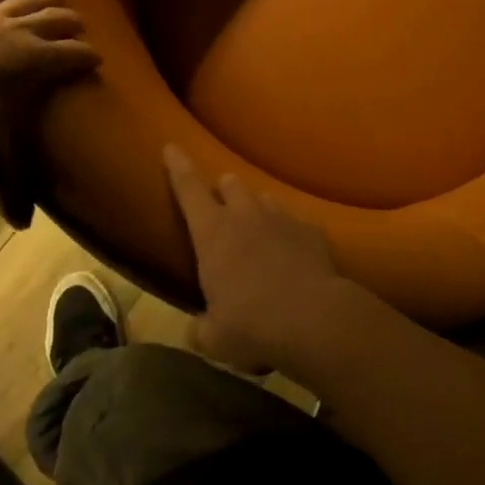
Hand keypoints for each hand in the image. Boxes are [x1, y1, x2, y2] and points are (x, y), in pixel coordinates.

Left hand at [0, 0, 98, 224]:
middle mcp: (17, 33)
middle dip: (71, 25)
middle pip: (54, 22)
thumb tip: (23, 227)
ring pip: (27, 0)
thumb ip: (9, 188)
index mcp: (33, 62)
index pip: (70, 56)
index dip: (86, 57)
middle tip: (82, 28)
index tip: (97, 60)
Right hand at [163, 145, 343, 373]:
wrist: (313, 318)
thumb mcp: (215, 338)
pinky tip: (292, 252)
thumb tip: (197, 330)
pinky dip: (288, 231)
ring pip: (263, 197)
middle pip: (230, 183)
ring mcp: (280, 216)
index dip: (178, 166)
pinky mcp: (310, 228)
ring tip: (257, 229)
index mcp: (212, 232)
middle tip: (222, 207)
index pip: (189, 188)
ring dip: (255, 208)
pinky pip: (294, 220)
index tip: (172, 146)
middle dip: (224, 190)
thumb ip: (201, 328)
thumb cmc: (252, 325)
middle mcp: (245, 214)